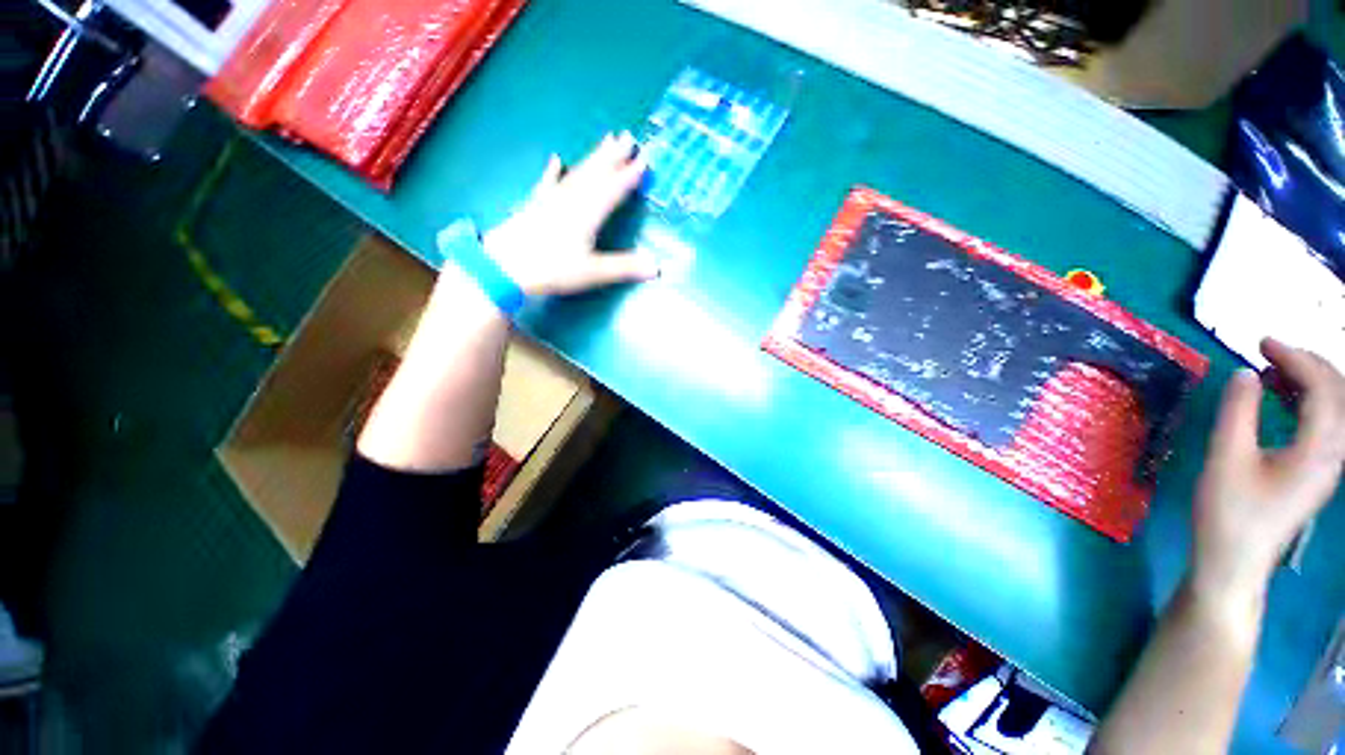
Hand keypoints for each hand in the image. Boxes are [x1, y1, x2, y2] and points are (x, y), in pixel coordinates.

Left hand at [482, 132, 659, 296]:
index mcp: (588, 212)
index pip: (613, 188)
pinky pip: (548, 184)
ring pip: (577, 174)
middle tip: (628, 136)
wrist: (504, 266)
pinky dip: (553, 172)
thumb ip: (625, 267)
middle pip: (596, 173)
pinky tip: (556, 160)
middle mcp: (572, 200)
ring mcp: (551, 200)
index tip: (645, 159)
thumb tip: (657, 267)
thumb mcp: (593, 272)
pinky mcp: (535, 206)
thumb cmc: (552, 269)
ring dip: (593, 158)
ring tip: (605, 141)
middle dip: (614, 156)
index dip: (630, 175)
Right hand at [1192, 339, 1344, 609]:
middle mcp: (1335, 453)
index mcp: (1319, 449)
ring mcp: (1328, 464)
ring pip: (1335, 407)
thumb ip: (1238, 411)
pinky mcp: (1317, 470)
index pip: (1323, 387)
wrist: (1236, 560)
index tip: (1260, 343)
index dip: (1295, 358)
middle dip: (1307, 364)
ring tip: (1272, 371)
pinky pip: (1325, 423)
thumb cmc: (1229, 512)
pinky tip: (1281, 399)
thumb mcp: (1226, 458)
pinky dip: (1307, 401)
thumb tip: (1246, 373)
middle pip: (1338, 394)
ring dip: (1308, 381)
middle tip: (1267, 351)